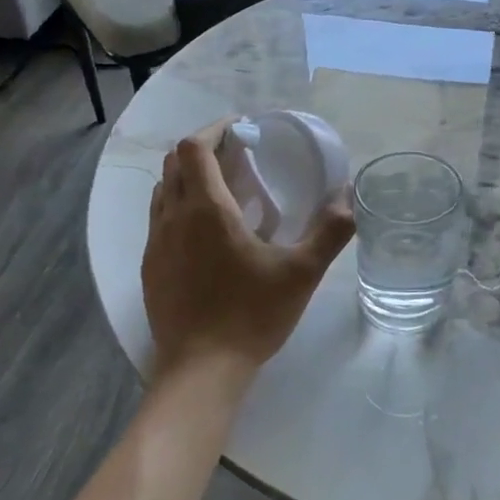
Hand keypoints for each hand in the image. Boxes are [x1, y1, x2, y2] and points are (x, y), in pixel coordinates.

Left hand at [142, 119, 355, 377]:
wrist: (201, 370)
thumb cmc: (252, 315)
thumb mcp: (302, 272)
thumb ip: (330, 231)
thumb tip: (350, 196)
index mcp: (207, 210)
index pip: (194, 148)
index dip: (215, 129)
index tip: (242, 128)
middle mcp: (173, 218)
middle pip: (175, 163)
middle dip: (203, 149)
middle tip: (238, 156)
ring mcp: (155, 244)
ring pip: (163, 191)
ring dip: (188, 177)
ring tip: (223, 189)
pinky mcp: (150, 268)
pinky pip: (158, 220)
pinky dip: (179, 207)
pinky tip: (206, 233)